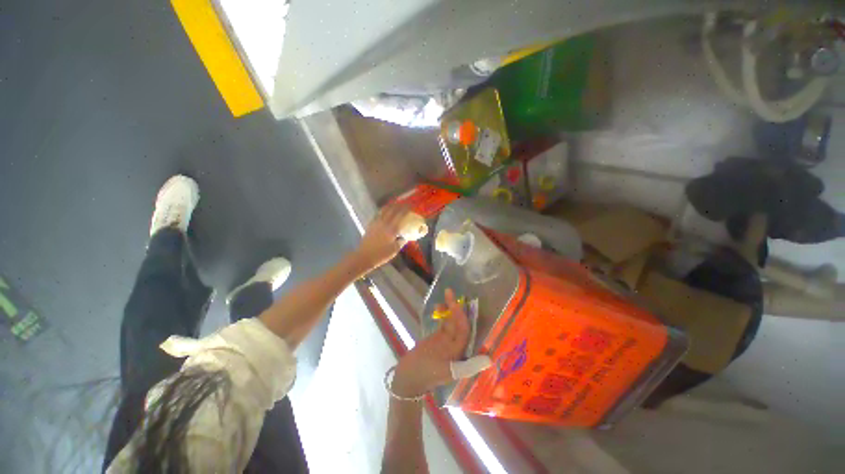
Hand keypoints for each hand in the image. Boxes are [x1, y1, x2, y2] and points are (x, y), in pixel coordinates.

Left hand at [354, 203, 408, 272]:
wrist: (364, 256)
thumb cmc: (381, 255)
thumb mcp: (394, 250)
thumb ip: (401, 242)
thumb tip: (405, 237)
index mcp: (391, 229)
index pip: (400, 215)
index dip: (406, 209)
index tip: (411, 206)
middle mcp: (384, 223)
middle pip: (392, 210)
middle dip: (399, 205)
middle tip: (404, 203)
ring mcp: (376, 223)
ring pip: (384, 210)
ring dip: (391, 206)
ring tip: (395, 204)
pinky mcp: (370, 225)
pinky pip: (378, 214)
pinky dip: (383, 210)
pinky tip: (385, 211)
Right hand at [392, 289, 491, 397]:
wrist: (407, 378)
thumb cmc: (424, 374)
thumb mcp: (446, 371)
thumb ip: (467, 366)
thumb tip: (489, 360)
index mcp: (461, 354)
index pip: (465, 330)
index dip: (462, 316)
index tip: (455, 303)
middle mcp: (456, 346)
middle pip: (458, 323)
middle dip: (455, 308)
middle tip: (449, 292)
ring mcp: (446, 341)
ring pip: (451, 321)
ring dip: (448, 309)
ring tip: (443, 297)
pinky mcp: (437, 339)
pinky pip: (443, 323)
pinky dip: (442, 315)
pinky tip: (438, 307)